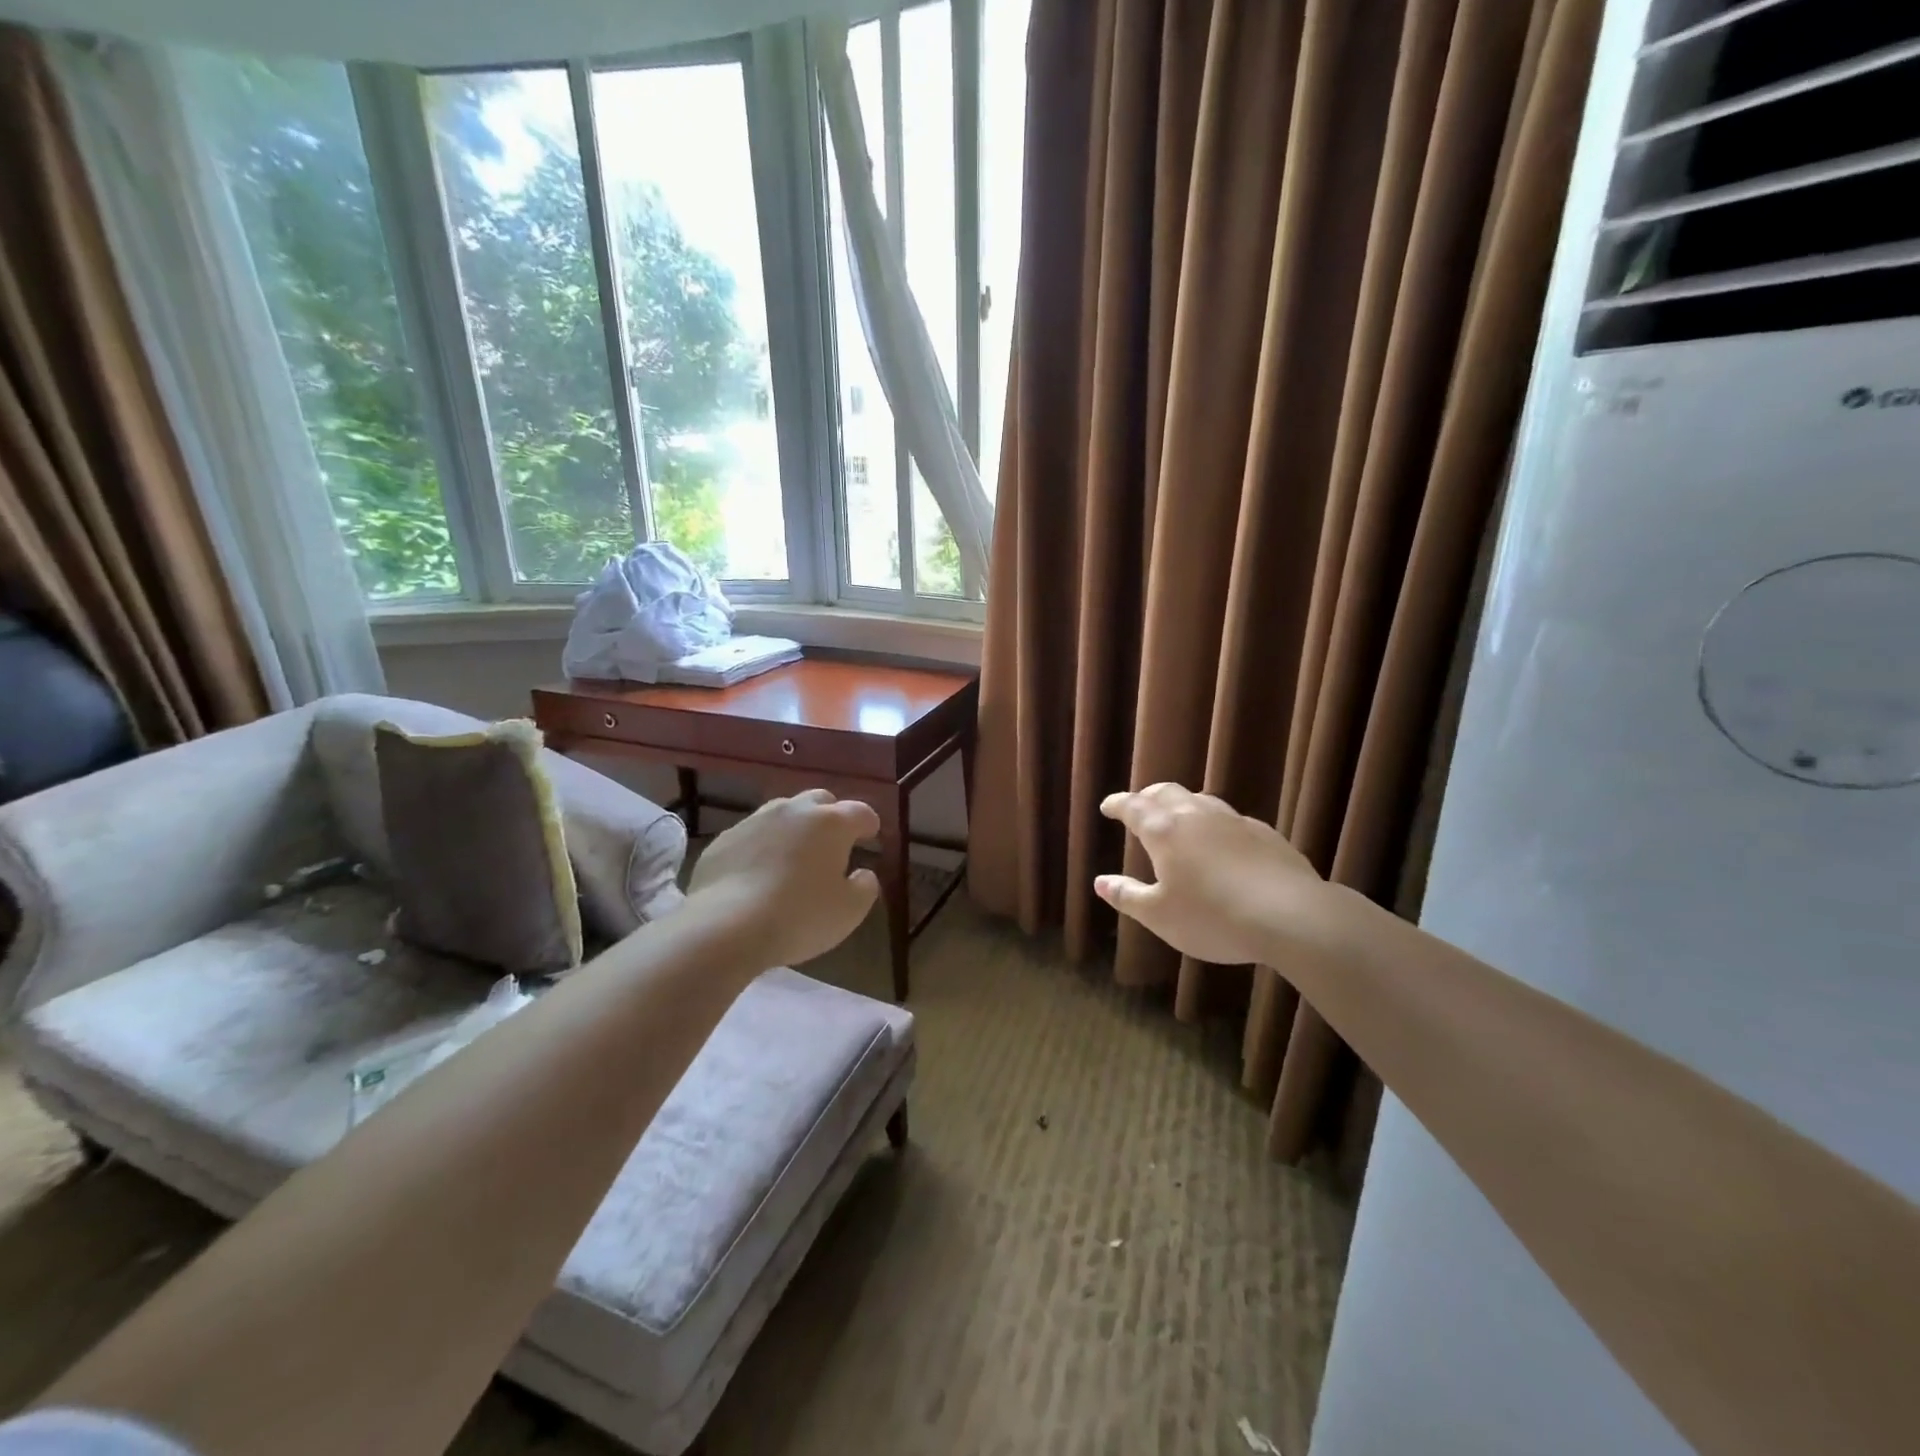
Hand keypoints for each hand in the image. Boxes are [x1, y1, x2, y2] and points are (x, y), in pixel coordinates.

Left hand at [687, 789, 881, 967]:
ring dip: (794, 828)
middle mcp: (793, 811)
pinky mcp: (723, 840)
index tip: (871, 835)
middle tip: (833, 842)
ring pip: (782, 813)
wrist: (725, 926)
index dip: (869, 823)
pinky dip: (762, 847)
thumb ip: (865, 887)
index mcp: (831, 823)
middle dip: (830, 816)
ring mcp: (754, 821)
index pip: (860, 812)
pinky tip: (758, 873)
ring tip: (794, 856)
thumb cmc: (800, 916)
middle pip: (819, 800)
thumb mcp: (849, 911)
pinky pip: (751, 836)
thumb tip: (863, 873)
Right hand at [1095, 783, 1323, 965]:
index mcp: (1164, 832)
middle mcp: (1196, 816)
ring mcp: (1234, 821)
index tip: (1107, 806)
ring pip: (1201, 800)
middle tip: (1139, 805)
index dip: (1118, 804)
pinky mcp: (1265, 833)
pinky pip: (1230, 819)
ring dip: (1183, 805)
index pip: (1134, 807)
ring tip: (1178, 818)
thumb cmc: (1213, 917)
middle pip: (1167, 793)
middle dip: (1148, 796)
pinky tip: (1221, 842)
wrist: (1290, 915)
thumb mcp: (1160, 916)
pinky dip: (1214, 823)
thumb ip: (1128, 896)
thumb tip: (1100, 882)